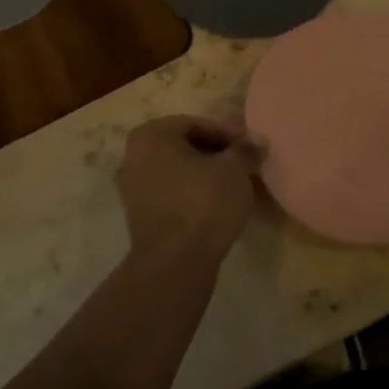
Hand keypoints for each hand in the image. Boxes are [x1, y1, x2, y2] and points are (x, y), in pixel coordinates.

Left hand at [115, 116, 264, 263]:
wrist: (174, 264)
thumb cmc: (203, 204)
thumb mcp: (234, 170)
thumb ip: (245, 150)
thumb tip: (256, 141)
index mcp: (150, 136)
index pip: (195, 124)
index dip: (227, 133)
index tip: (250, 146)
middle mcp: (133, 156)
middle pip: (183, 146)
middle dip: (215, 153)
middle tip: (244, 164)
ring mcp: (131, 188)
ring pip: (176, 171)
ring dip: (204, 174)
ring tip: (234, 185)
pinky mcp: (138, 216)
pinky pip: (170, 194)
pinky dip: (191, 194)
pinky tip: (216, 205)